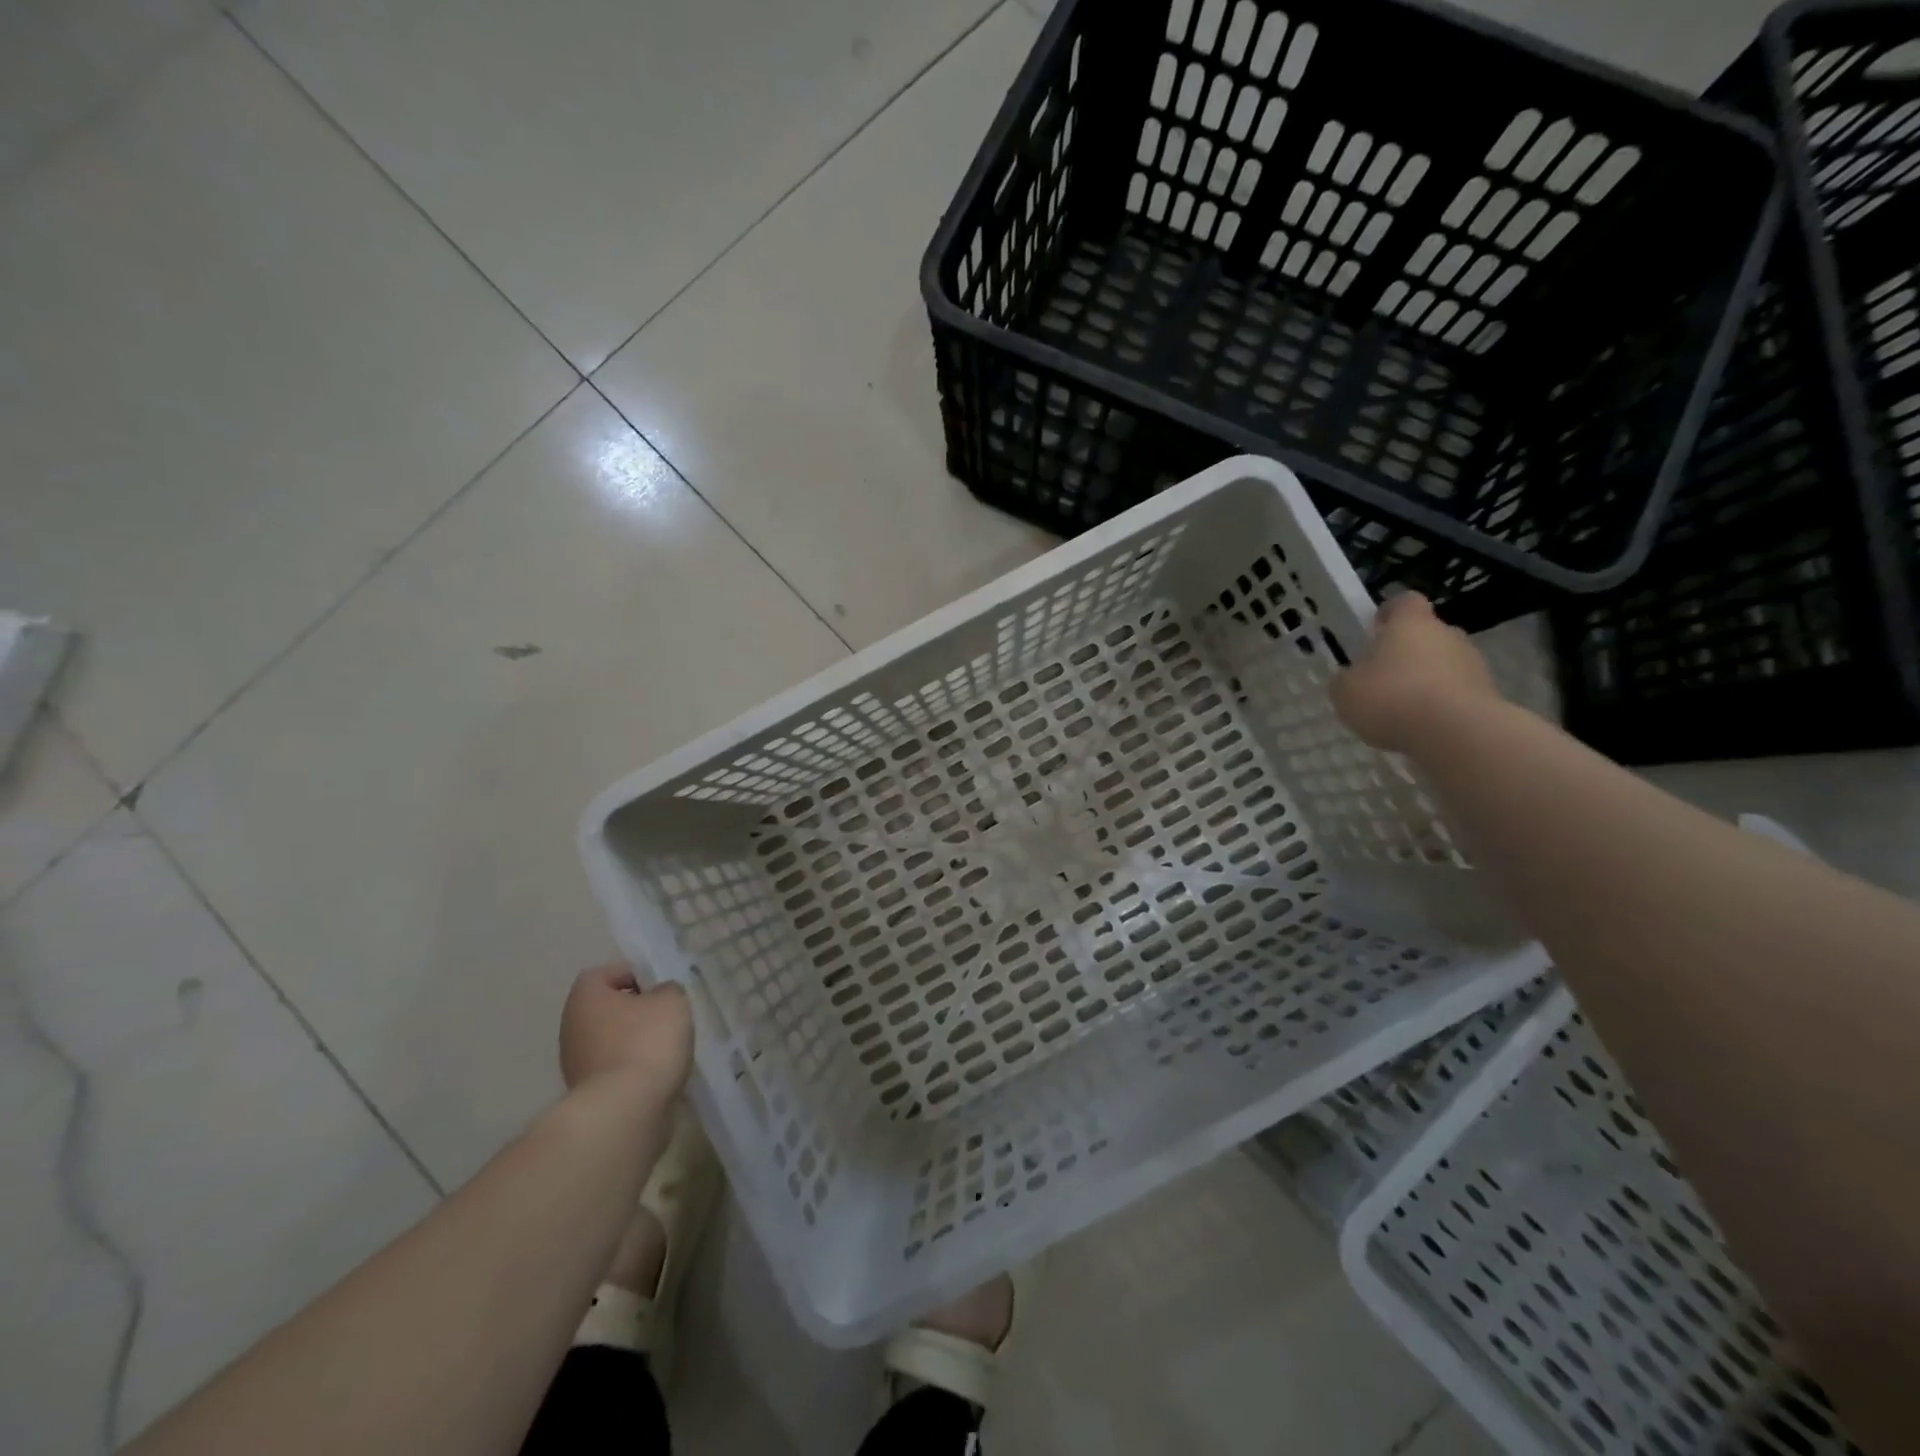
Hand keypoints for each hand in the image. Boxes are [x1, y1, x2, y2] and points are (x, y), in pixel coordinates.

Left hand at [559, 963, 693, 1105]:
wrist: (626, 1111)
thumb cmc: (647, 1042)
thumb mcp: (672, 1001)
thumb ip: (668, 989)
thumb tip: (660, 994)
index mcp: (585, 998)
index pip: (603, 973)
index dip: (633, 974)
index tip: (659, 986)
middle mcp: (571, 1027)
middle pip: (606, 1008)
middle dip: (635, 1010)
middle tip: (666, 1014)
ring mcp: (574, 1064)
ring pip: (610, 1039)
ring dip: (635, 1040)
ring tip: (666, 1046)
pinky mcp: (587, 1094)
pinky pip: (614, 1068)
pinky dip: (633, 1067)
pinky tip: (657, 1073)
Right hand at [1332, 593, 1498, 753]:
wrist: (1455, 733)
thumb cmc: (1391, 698)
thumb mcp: (1345, 691)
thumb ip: (1347, 680)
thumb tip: (1352, 678)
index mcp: (1411, 624)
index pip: (1405, 601)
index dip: (1390, 612)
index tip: (1376, 629)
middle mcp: (1447, 634)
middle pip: (1427, 634)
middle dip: (1407, 652)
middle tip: (1384, 678)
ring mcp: (1473, 663)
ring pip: (1444, 664)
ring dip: (1426, 680)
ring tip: (1404, 710)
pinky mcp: (1488, 694)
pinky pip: (1457, 692)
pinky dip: (1441, 704)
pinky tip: (1424, 727)